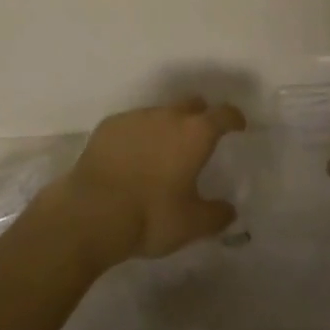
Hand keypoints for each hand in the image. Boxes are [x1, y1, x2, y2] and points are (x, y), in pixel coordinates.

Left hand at [43, 96, 245, 267]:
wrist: (91, 213)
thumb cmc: (150, 216)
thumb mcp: (192, 225)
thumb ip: (216, 215)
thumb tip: (229, 210)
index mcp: (195, 134)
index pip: (223, 115)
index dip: (233, 118)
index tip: (238, 124)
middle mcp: (168, 116)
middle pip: (191, 104)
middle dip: (200, 116)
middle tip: (200, 136)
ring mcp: (136, 117)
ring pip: (160, 113)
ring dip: (166, 126)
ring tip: (162, 151)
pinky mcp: (109, 125)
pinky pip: (132, 124)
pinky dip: (138, 135)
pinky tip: (131, 156)